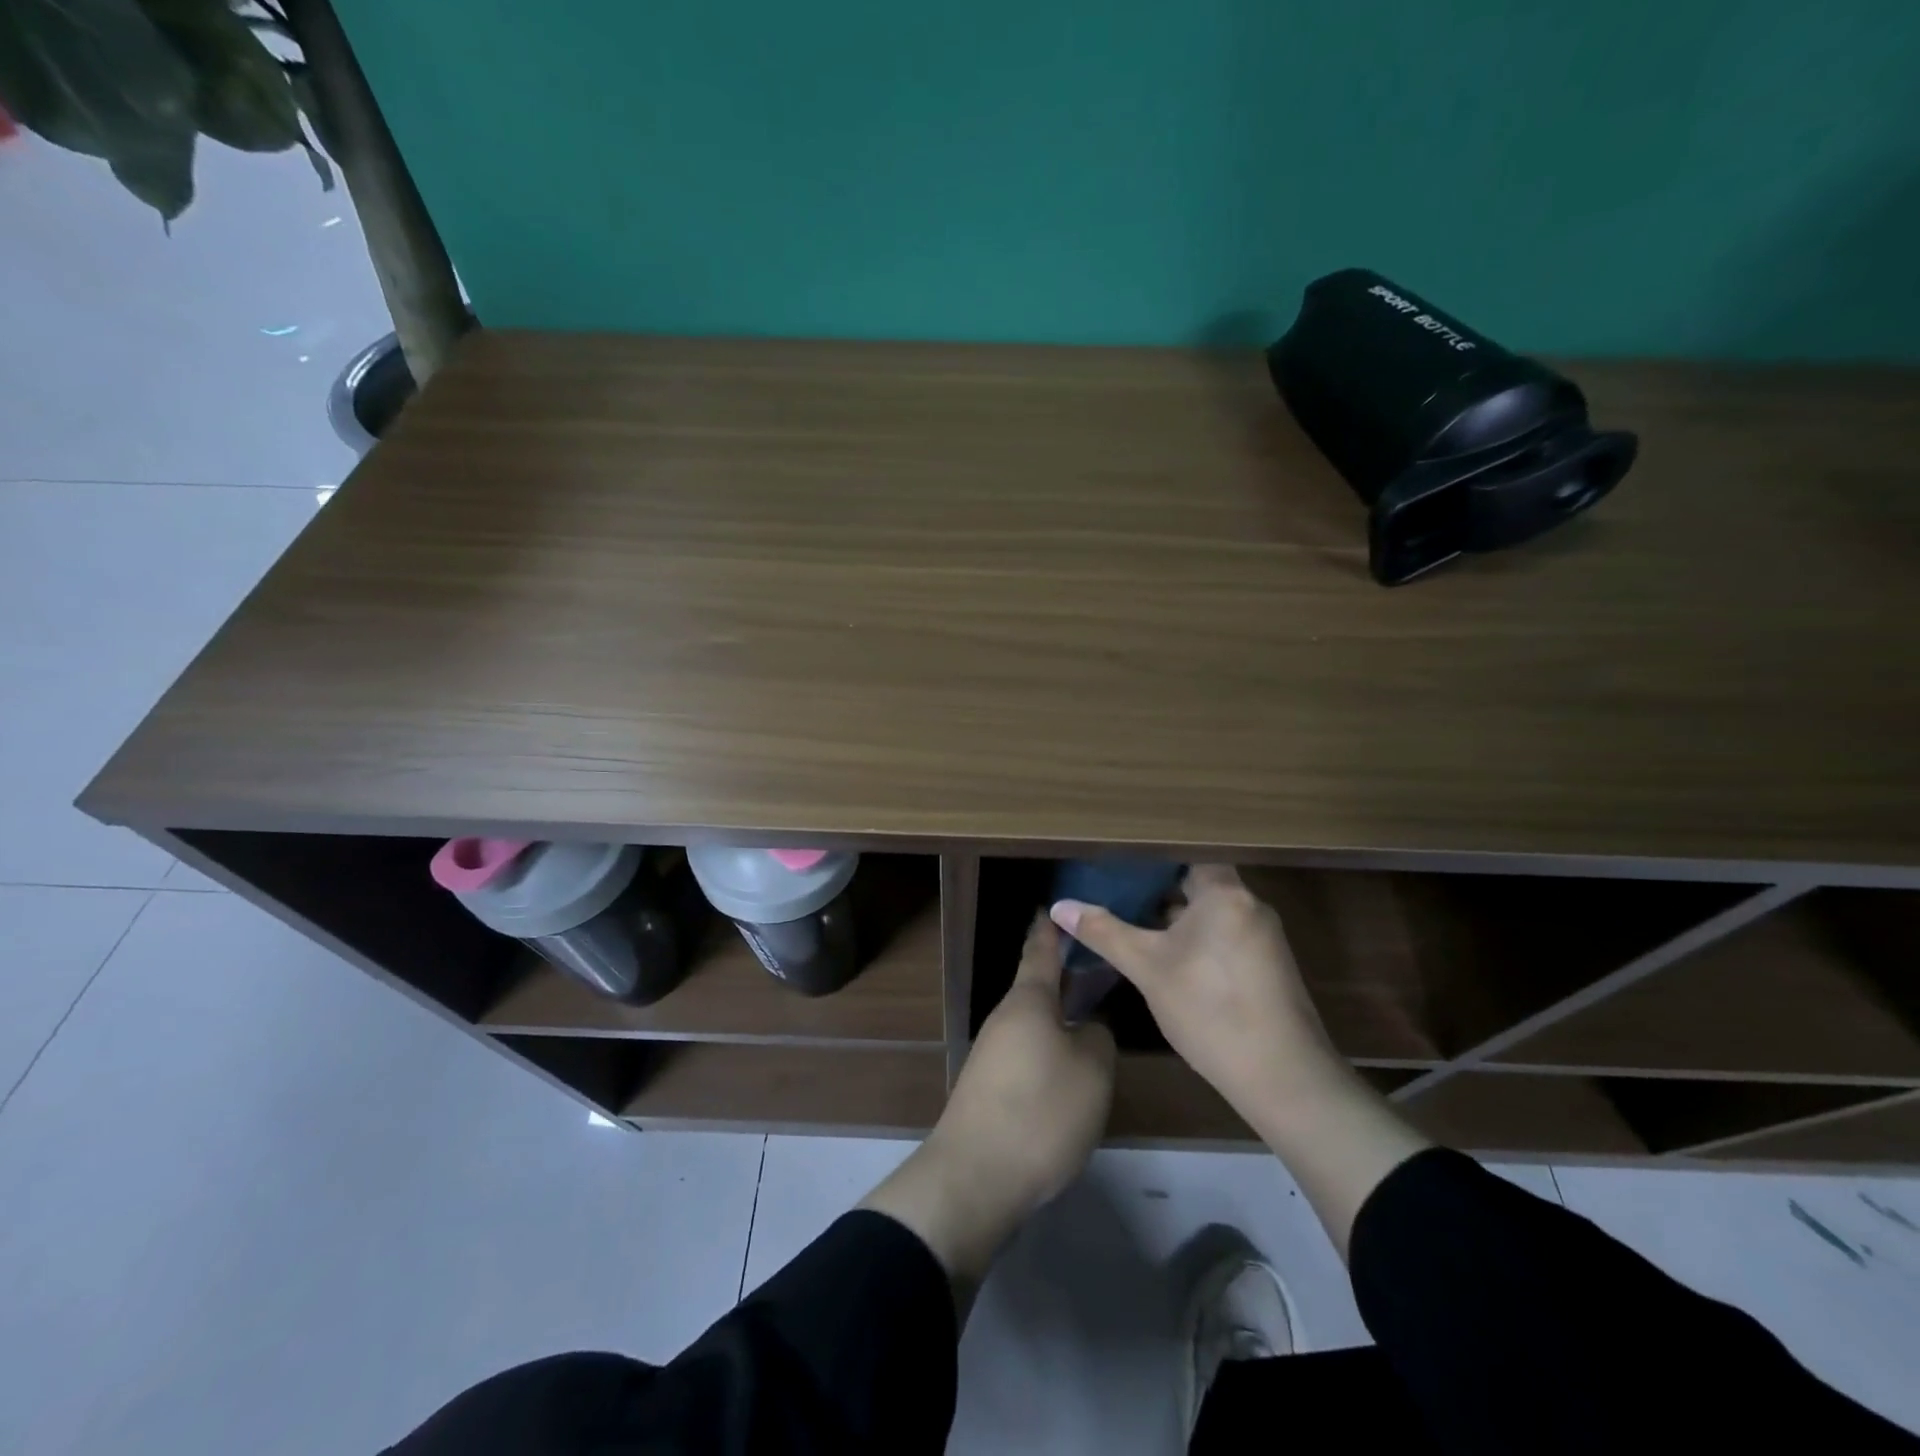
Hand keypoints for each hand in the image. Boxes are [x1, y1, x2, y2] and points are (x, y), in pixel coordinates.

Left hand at [860, 915, 1114, 1296]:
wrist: (976, 1176)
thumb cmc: (1041, 1111)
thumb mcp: (1091, 1071)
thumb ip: (1097, 1037)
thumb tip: (1088, 1027)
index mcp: (1029, 1001)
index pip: (1041, 952)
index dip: (1052, 930)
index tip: (1056, 908)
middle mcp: (1005, 1019)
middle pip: (1038, 990)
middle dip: (1066, 980)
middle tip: (1100, 973)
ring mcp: (992, 1053)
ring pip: (1034, 1024)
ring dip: (1059, 1020)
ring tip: (1094, 1025)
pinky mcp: (989, 1086)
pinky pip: (1027, 1054)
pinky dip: (1049, 1052)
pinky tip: (1069, 1074)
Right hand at [1052, 864, 1428, 1257]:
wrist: (1283, 1078)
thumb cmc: (1210, 1009)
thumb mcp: (1148, 968)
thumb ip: (1104, 932)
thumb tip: (1058, 906)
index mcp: (1225, 893)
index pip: (1187, 854)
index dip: (1153, 855)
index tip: (1119, 858)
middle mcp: (1249, 906)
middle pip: (1198, 883)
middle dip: (1157, 888)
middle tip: (1114, 888)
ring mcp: (1263, 939)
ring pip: (1210, 914)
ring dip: (1175, 917)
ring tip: (1130, 919)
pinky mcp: (1266, 968)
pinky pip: (1223, 937)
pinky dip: (1194, 939)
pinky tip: (1165, 958)